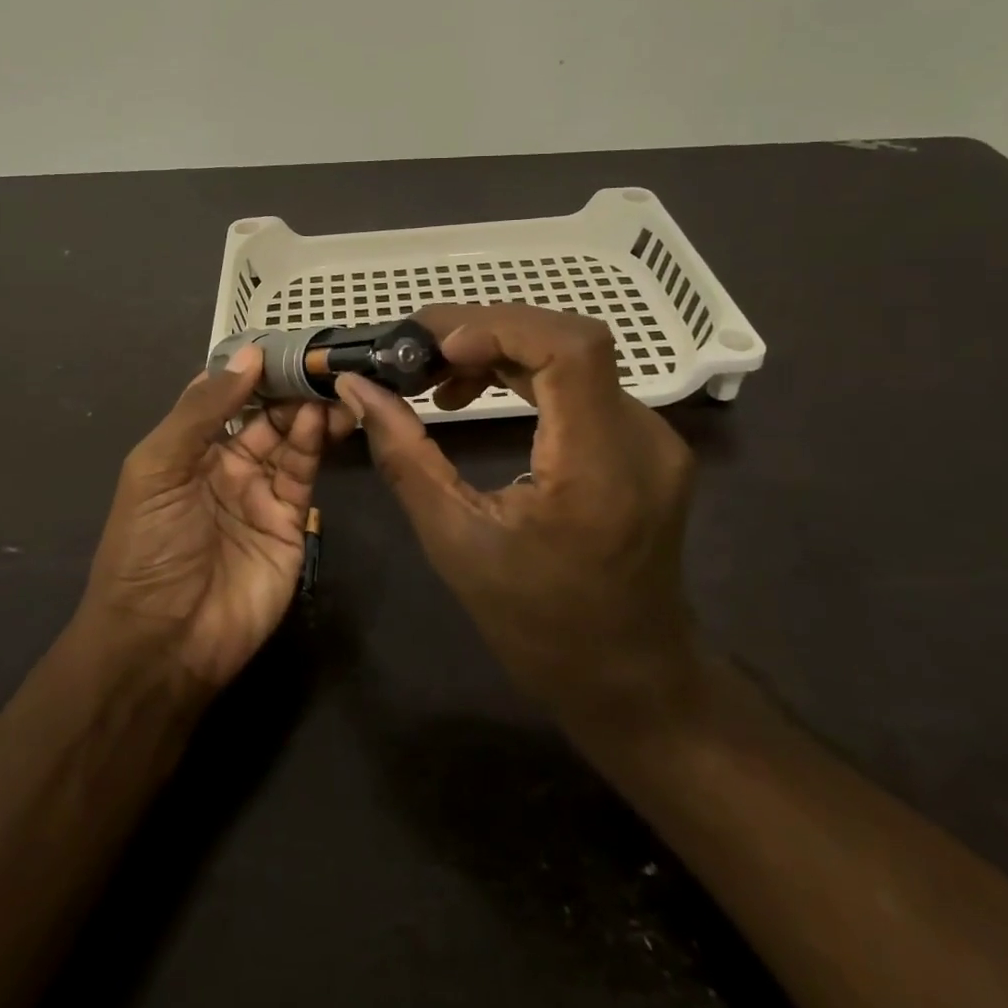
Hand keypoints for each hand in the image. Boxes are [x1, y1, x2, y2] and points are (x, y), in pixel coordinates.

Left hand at [80, 346, 351, 691]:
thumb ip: (202, 411)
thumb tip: (248, 356)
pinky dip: (313, 442)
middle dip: (287, 387)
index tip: (281, 342)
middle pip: (264, 414)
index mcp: (188, 449)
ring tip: (329, 383)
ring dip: (306, 410)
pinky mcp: (291, 521)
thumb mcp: (157, 468)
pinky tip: (321, 418)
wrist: (165, 640)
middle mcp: (226, 465)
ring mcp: (260, 493)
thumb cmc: (148, 546)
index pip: (225, 397)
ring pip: (290, 438)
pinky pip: (303, 472)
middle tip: (319, 360)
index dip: (249, 370)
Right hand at [333, 304, 698, 727]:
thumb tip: (356, 386)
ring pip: (574, 353)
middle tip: (417, 352)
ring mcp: (651, 437)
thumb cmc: (538, 625)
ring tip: (436, 377)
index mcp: (599, 469)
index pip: (570, 350)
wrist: (631, 678)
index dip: (499, 328)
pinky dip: (524, 371)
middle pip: (569, 339)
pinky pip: (581, 381)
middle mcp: (640, 439)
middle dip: (486, 331)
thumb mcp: (454, 542)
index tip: (435, 349)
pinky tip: (477, 393)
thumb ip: (404, 454)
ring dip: (501, 349)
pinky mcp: (644, 441)